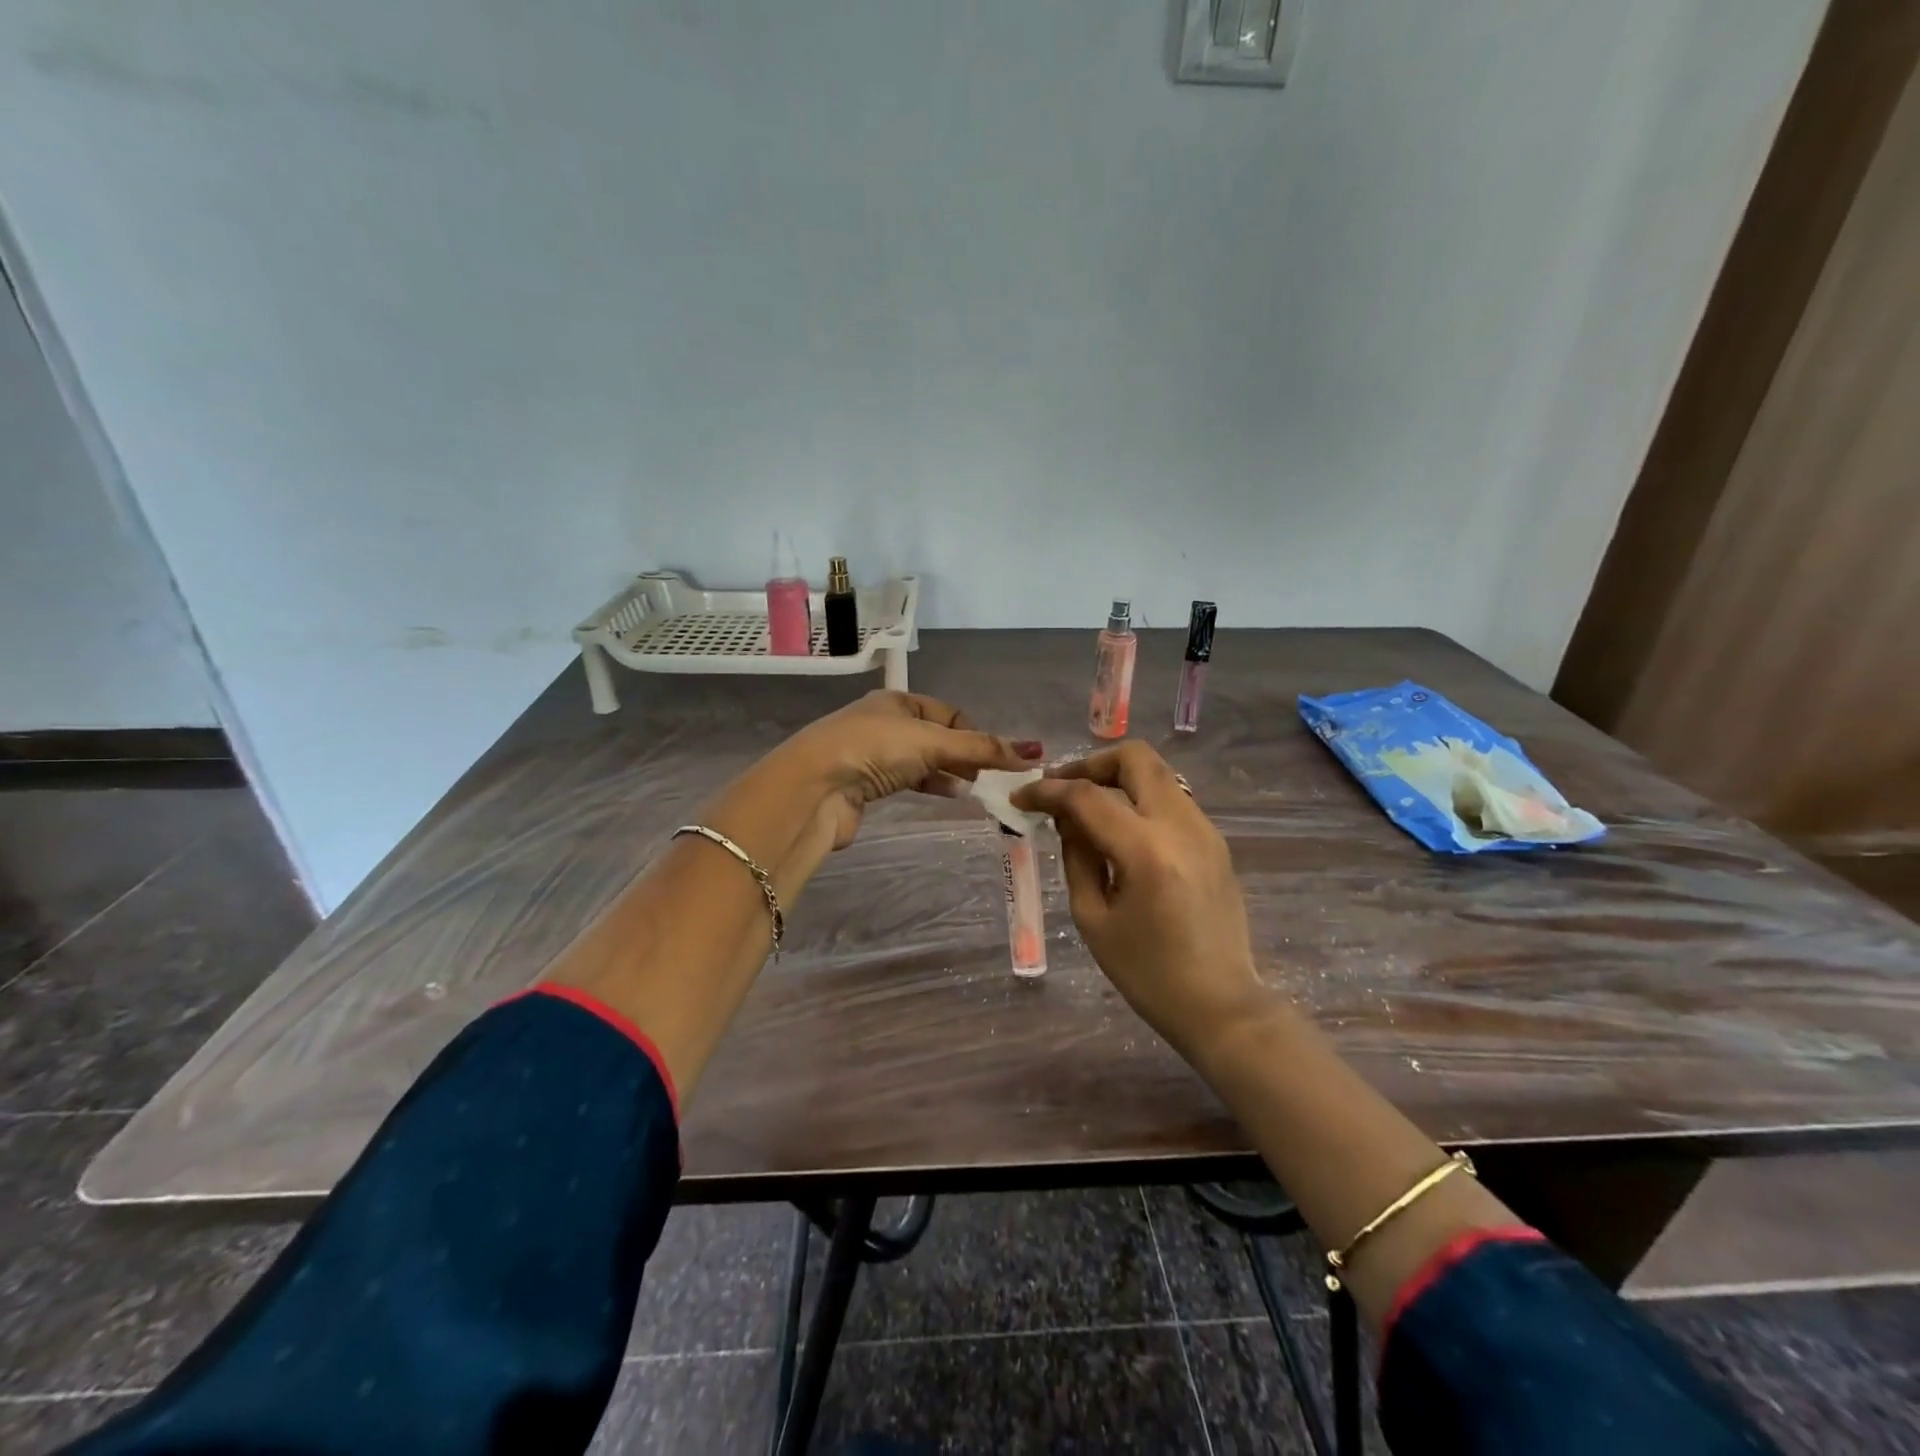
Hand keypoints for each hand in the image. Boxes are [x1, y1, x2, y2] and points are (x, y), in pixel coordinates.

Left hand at [776, 690, 1041, 849]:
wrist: (814, 788)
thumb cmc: (873, 750)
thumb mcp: (932, 742)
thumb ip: (981, 748)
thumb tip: (1034, 751)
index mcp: (897, 701)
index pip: (948, 713)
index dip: (974, 733)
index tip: (995, 758)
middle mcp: (883, 723)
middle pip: (936, 737)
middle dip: (964, 755)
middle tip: (989, 777)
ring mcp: (871, 755)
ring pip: (921, 761)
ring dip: (948, 773)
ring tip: (973, 789)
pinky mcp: (864, 786)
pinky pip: (906, 782)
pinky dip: (930, 786)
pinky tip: (947, 796)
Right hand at [1013, 741, 1266, 1058]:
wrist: (1221, 1005)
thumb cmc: (1148, 973)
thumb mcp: (1093, 919)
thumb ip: (1076, 857)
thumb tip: (1066, 819)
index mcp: (1146, 851)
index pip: (1087, 796)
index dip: (1047, 791)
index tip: (1021, 798)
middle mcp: (1181, 826)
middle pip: (1135, 758)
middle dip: (1090, 764)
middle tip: (1062, 788)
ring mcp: (1205, 829)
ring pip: (1156, 773)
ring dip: (1116, 779)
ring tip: (1087, 809)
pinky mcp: (1215, 841)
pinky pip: (1170, 799)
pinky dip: (1139, 799)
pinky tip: (1120, 830)